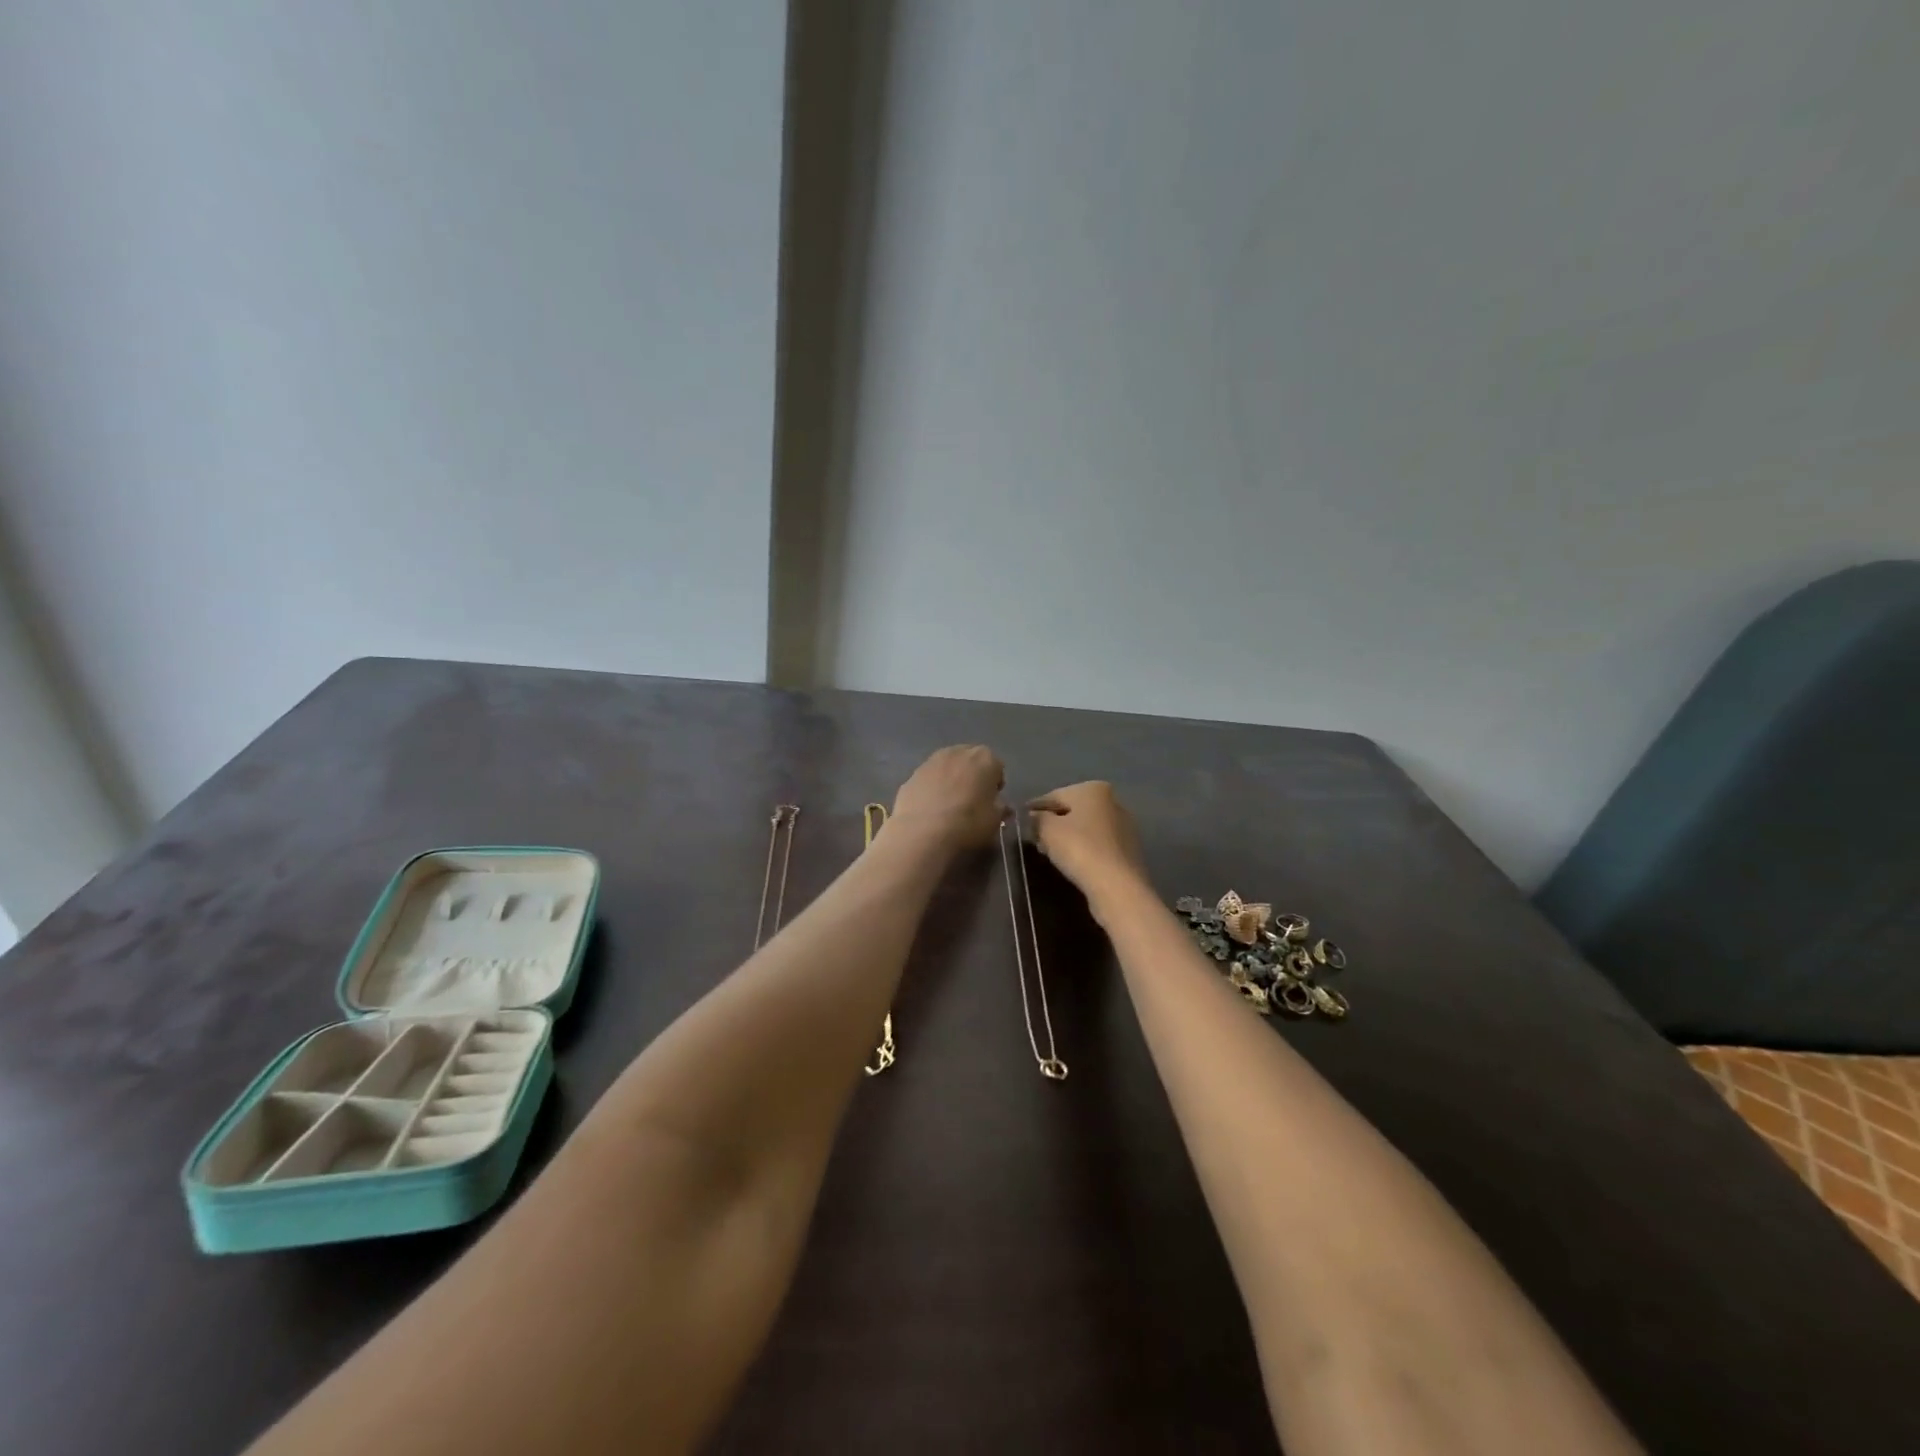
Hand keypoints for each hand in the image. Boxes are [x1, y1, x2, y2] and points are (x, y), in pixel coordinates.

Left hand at [890, 745, 1005, 849]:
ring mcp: (931, 760)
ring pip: (947, 767)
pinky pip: (929, 778)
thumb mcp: (994, 820)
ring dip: (951, 779)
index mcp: (985, 758)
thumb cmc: (968, 823)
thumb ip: (999, 807)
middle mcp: (958, 752)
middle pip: (970, 760)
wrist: (922, 832)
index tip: (992, 800)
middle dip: (973, 776)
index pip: (997, 766)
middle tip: (972, 800)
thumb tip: (999, 804)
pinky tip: (931, 808)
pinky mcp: (912, 774)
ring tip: (949, 804)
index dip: (995, 784)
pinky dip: (932, 788)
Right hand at [1027, 781, 1149, 902]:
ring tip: (1049, 851)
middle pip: (1073, 811)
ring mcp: (1124, 827)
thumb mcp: (1047, 830)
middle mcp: (1113, 802)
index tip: (1021, 818)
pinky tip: (1071, 861)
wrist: (1117, 885)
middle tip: (1034, 837)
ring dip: (1068, 837)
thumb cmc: (1079, 848)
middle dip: (1053, 823)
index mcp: (1093, 789)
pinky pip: (1098, 844)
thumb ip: (1038, 819)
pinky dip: (1083, 849)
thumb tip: (1034, 816)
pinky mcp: (1128, 851)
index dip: (1036, 807)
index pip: (1055, 796)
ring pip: (1086, 828)